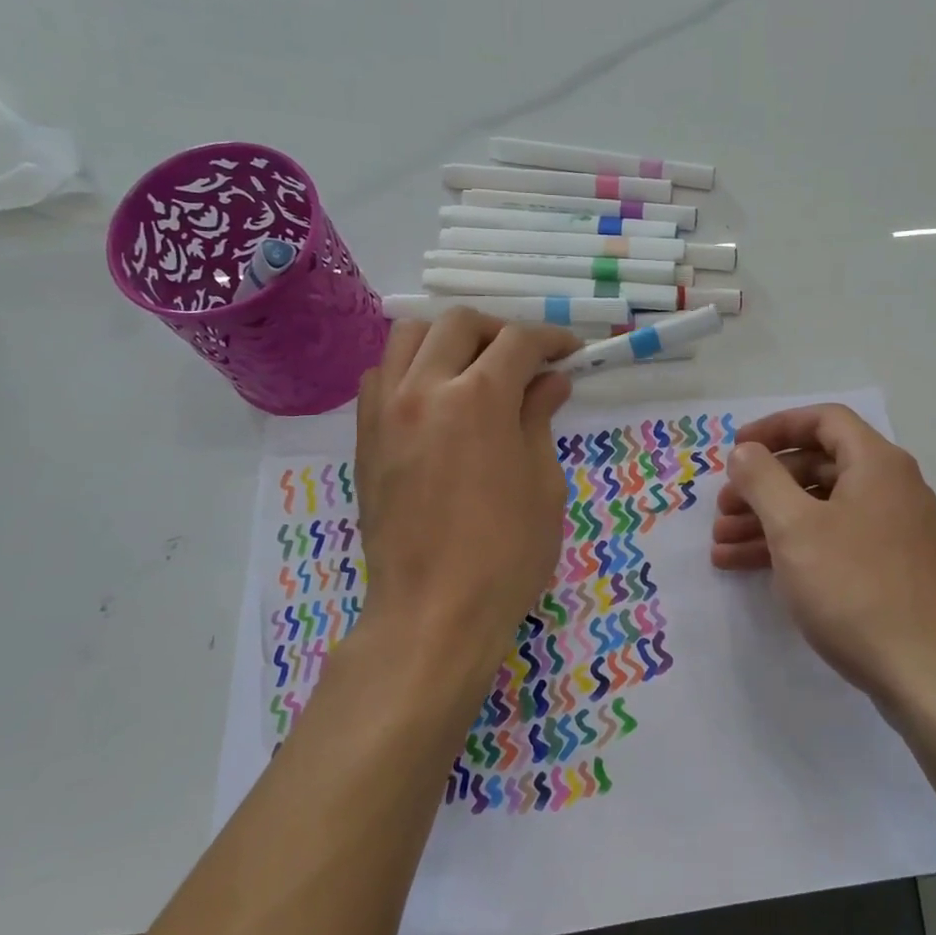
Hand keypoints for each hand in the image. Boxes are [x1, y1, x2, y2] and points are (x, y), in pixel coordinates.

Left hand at [354, 311, 580, 713]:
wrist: (433, 610)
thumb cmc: (506, 554)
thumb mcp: (542, 484)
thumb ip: (539, 418)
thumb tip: (549, 381)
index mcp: (478, 398)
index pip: (518, 341)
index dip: (551, 339)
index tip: (570, 352)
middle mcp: (424, 388)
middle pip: (459, 324)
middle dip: (500, 331)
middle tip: (526, 360)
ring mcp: (386, 410)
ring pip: (409, 336)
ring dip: (448, 340)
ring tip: (474, 369)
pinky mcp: (365, 436)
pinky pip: (382, 374)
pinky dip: (411, 368)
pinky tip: (435, 399)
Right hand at [711, 404, 935, 713]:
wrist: (931, 677)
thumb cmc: (857, 590)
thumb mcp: (796, 529)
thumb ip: (763, 480)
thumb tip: (744, 450)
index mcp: (877, 465)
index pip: (823, 420)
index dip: (774, 428)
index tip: (734, 449)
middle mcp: (892, 489)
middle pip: (818, 467)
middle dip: (763, 485)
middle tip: (723, 510)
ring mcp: (895, 533)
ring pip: (822, 511)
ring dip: (769, 522)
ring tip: (722, 547)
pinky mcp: (892, 572)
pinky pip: (834, 544)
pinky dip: (794, 549)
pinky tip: (752, 570)